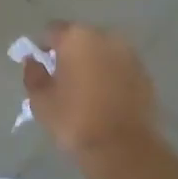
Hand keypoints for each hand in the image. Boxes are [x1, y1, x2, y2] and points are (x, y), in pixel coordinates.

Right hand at [22, 23, 157, 168]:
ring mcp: (129, 54)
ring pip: (102, 51)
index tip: (40, 66)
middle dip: (70, 53)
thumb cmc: (74, 120)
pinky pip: (119, 67)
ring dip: (92, 62)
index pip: (52, 31)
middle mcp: (105, 37)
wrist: (123, 148)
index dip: (43, 47)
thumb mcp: (40, 101)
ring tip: (85, 89)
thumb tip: (33, 61)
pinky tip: (105, 97)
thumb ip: (33, 74)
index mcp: (76, 38)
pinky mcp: (144, 73)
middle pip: (80, 37)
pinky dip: (110, 75)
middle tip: (62, 78)